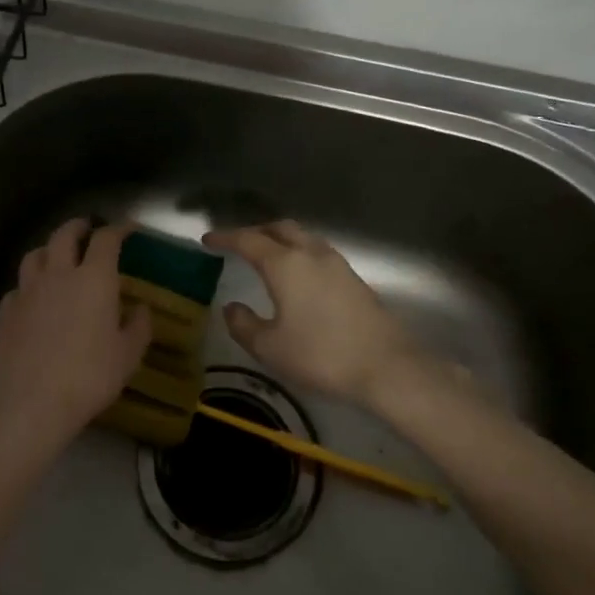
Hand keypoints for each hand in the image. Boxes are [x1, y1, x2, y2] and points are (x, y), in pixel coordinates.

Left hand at [0, 219, 151, 452]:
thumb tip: (140, 309)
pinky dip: (29, 284)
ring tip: (57, 257)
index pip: (106, 239)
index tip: (128, 229)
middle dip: (78, 226)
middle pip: (64, 235)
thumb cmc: (88, 377)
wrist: (29, 403)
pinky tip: (33, 298)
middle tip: (88, 229)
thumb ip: (138, 327)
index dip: (118, 229)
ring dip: (49, 249)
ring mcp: (27, 291)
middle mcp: (58, 275)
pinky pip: (18, 287)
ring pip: (35, 255)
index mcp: (94, 279)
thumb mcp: (127, 356)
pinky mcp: (5, 311)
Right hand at [202, 220, 424, 406]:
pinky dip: (299, 253)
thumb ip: (243, 324)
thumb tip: (232, 307)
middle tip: (237, 244)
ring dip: (280, 239)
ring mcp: (336, 263)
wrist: (386, 366)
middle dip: (255, 231)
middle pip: (279, 228)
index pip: (248, 240)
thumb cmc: (321, 354)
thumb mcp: (270, 347)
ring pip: (302, 237)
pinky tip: (297, 275)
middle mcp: (310, 253)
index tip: (208, 240)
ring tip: (266, 256)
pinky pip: (317, 252)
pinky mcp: (353, 278)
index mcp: (284, 263)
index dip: (226, 237)